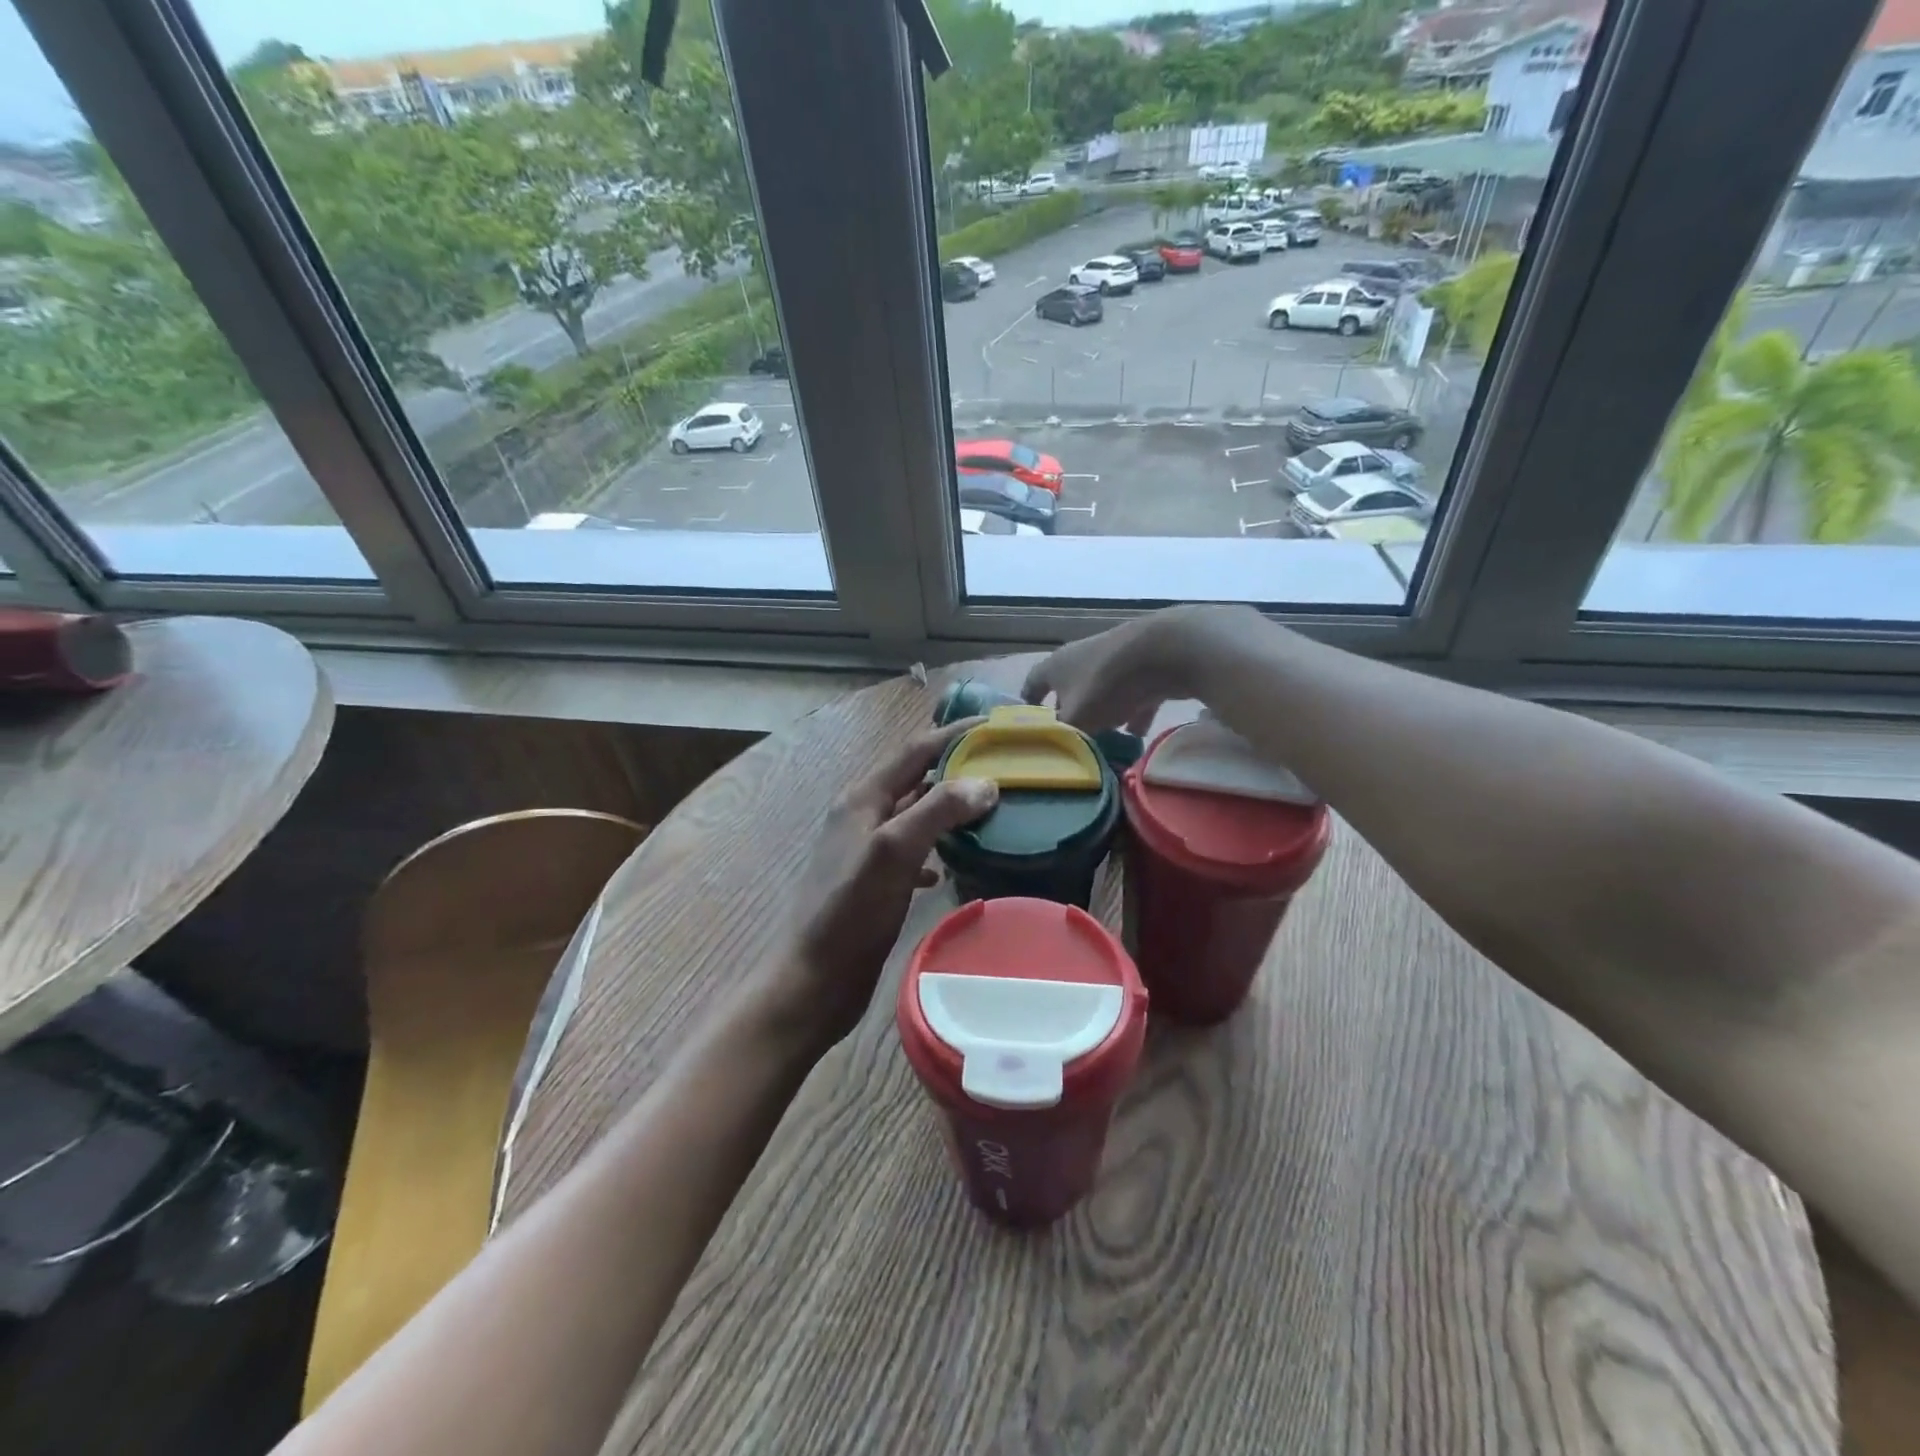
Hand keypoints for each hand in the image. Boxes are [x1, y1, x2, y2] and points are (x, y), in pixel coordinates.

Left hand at [770, 722, 997, 1051]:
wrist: (814, 980)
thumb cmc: (850, 912)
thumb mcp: (893, 852)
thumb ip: (937, 810)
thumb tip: (986, 781)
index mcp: (863, 798)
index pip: (915, 750)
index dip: (955, 734)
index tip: (997, 727)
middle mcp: (863, 816)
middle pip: (916, 778)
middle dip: (957, 768)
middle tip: (1004, 767)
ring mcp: (866, 850)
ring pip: (916, 815)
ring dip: (950, 807)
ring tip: (992, 808)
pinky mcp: (874, 882)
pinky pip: (912, 852)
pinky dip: (937, 848)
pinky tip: (955, 863)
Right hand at [1022, 604, 1266, 734]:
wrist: (1166, 651)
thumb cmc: (1107, 685)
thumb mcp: (1077, 720)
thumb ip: (1063, 736)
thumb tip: (1056, 748)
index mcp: (1056, 666)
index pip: (1032, 684)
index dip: (1028, 706)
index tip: (1028, 726)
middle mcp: (1081, 657)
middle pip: (1068, 689)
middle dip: (1070, 714)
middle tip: (1071, 740)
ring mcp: (1115, 659)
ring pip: (1102, 692)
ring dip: (1103, 714)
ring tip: (1105, 741)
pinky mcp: (1145, 665)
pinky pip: (1134, 693)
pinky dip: (1135, 711)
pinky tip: (1140, 733)